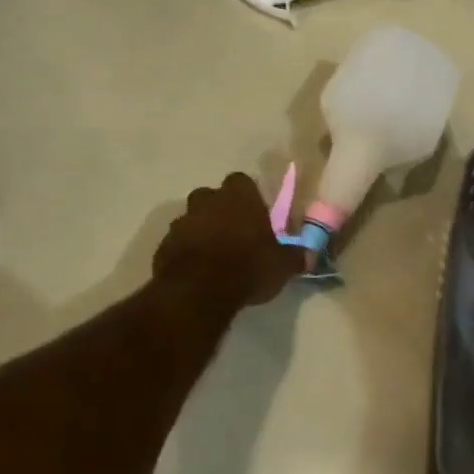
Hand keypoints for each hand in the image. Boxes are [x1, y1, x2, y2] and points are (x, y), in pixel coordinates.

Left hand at [154, 172, 305, 306]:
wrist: (199, 292)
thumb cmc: (248, 268)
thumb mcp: (282, 266)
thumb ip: (296, 257)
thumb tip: (310, 256)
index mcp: (238, 197)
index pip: (242, 181)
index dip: (248, 197)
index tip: (255, 216)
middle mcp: (207, 201)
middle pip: (213, 197)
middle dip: (221, 211)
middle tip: (235, 234)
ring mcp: (181, 221)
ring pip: (193, 219)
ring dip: (202, 231)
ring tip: (215, 256)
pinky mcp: (163, 245)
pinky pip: (178, 243)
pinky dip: (186, 252)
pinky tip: (198, 272)